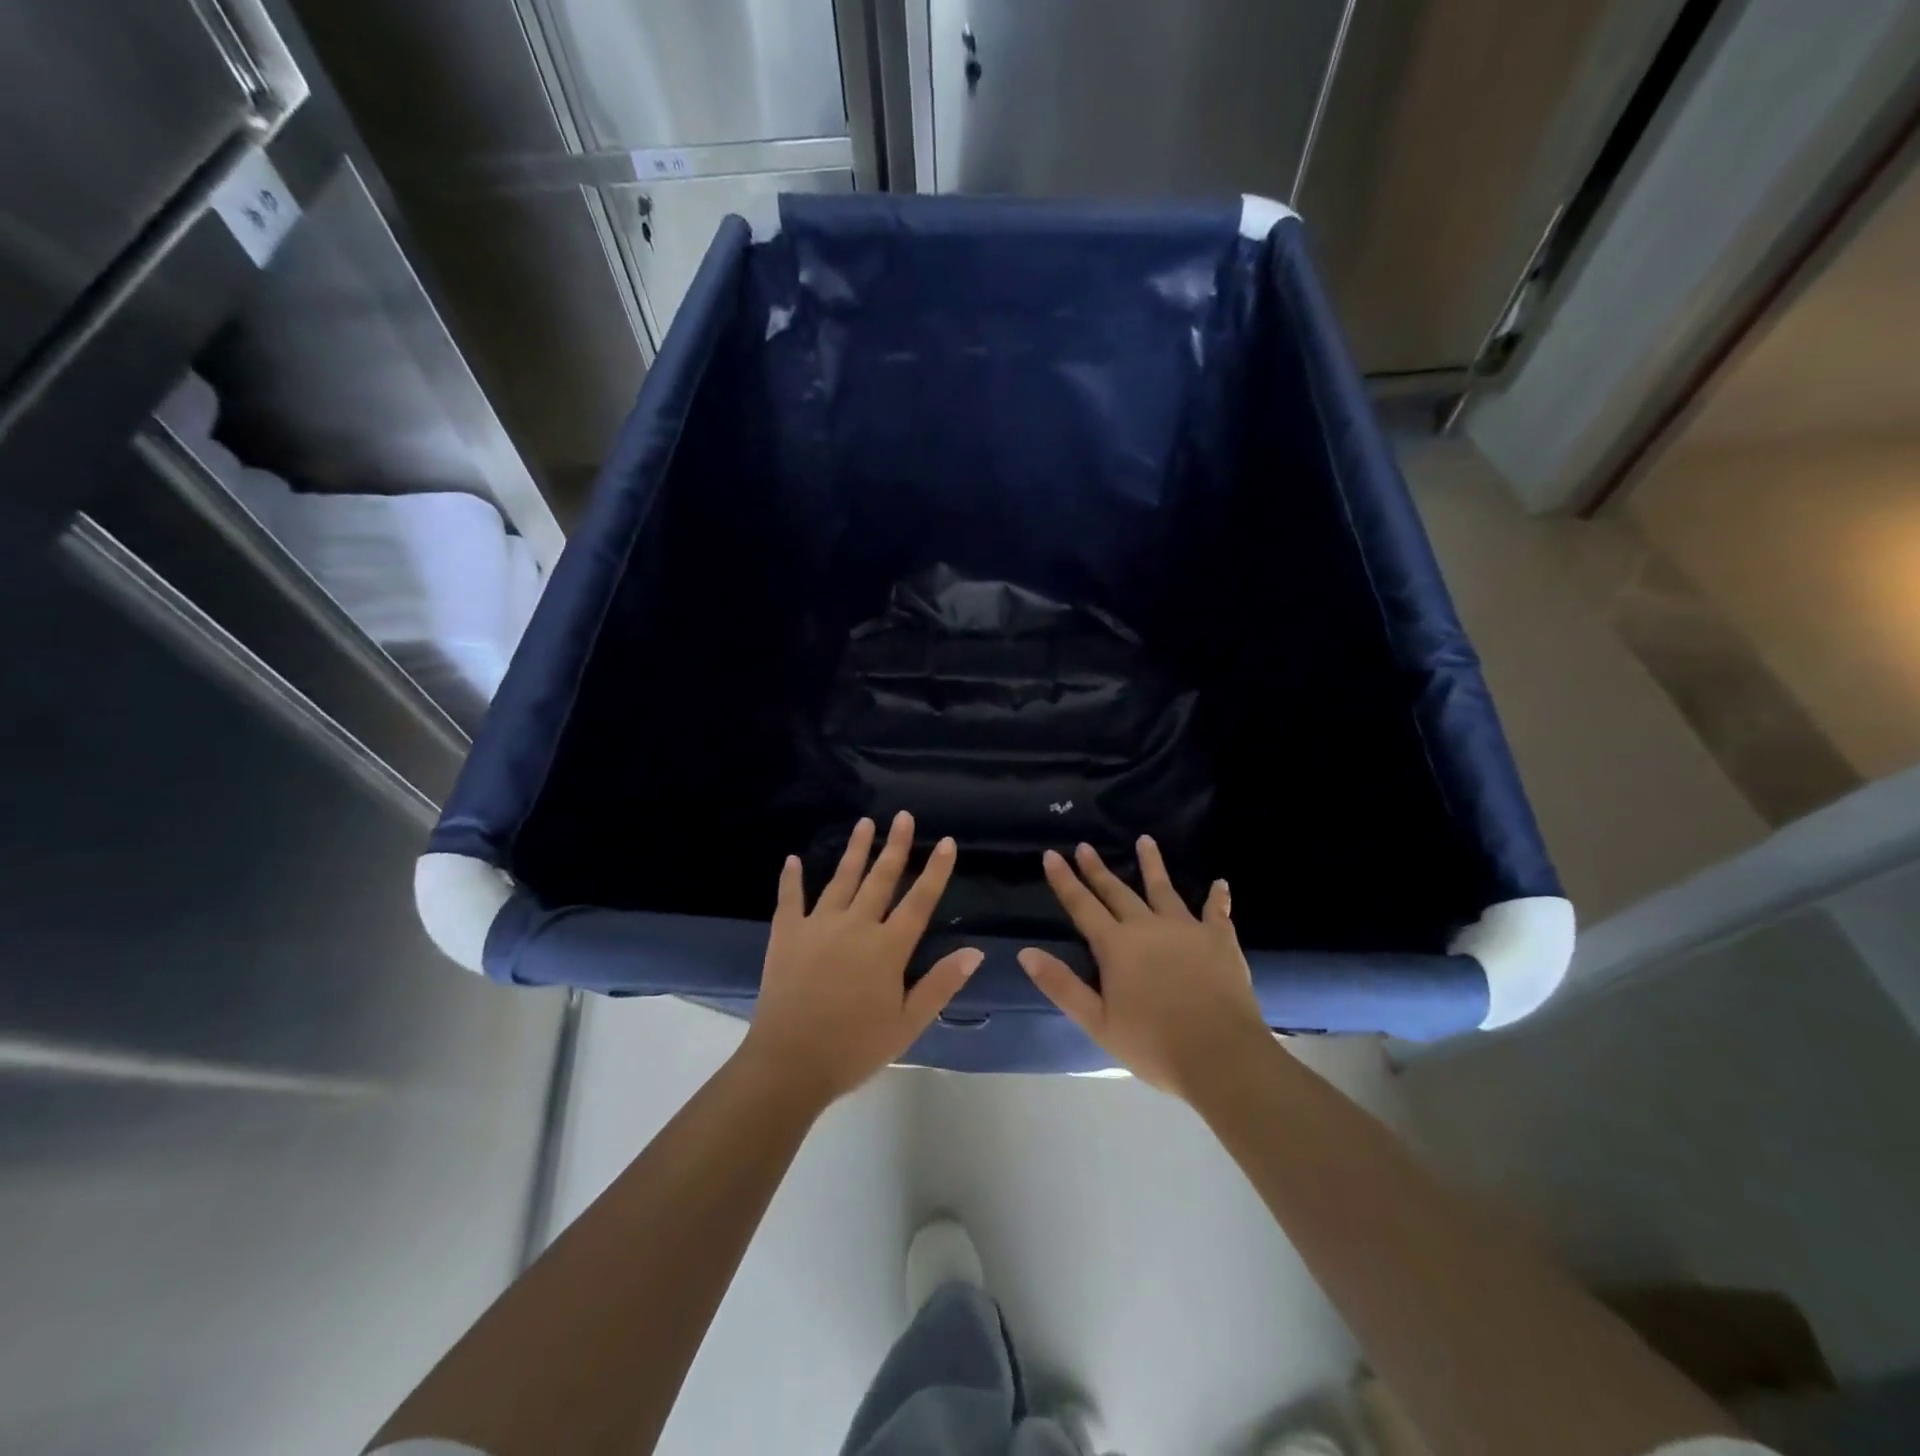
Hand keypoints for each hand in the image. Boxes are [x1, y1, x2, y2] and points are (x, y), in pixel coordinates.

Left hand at [741, 812, 982, 1105]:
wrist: (789, 1063)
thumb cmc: (854, 1047)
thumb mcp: (908, 1024)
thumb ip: (941, 984)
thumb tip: (975, 951)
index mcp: (888, 947)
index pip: (919, 900)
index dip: (935, 870)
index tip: (946, 842)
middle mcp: (856, 925)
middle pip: (881, 878)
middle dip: (895, 845)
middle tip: (903, 816)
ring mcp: (818, 926)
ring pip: (841, 879)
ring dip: (855, 850)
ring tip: (864, 822)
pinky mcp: (787, 935)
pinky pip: (790, 899)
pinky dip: (792, 879)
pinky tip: (794, 860)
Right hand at [1018, 838, 1270, 1097]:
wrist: (1220, 1054)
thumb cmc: (1153, 1044)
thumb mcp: (1097, 1022)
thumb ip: (1061, 985)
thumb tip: (1025, 952)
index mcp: (1116, 946)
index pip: (1082, 906)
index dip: (1065, 881)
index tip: (1052, 854)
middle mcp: (1147, 926)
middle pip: (1117, 891)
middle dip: (1098, 869)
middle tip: (1085, 846)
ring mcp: (1186, 928)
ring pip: (1164, 889)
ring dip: (1152, 864)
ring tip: (1145, 840)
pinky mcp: (1219, 939)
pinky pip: (1216, 911)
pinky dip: (1217, 897)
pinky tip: (1220, 883)